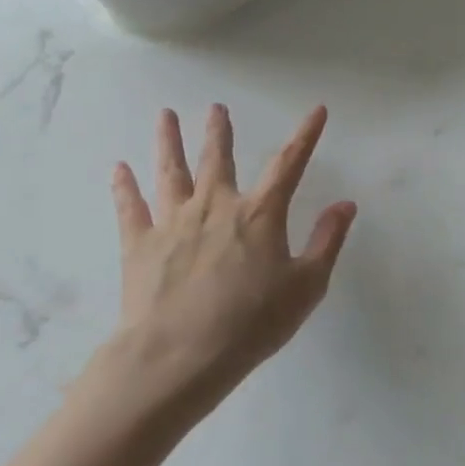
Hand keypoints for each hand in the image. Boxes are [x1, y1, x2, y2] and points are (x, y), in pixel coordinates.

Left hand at [101, 104, 356, 422]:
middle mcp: (216, 207)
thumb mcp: (307, 286)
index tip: (317, 110)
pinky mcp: (139, 246)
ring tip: (165, 116)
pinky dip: (125, 187)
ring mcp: (173, 223)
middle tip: (216, 108)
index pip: (289, 164)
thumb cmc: (252, 323)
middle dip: (219, 131)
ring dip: (169, 143)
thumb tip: (346, 204)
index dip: (306, 135)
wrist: (178, 357)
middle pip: (217, 159)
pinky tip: (119, 168)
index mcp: (260, 214)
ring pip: (171, 173)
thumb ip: (327, 241)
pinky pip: (131, 208)